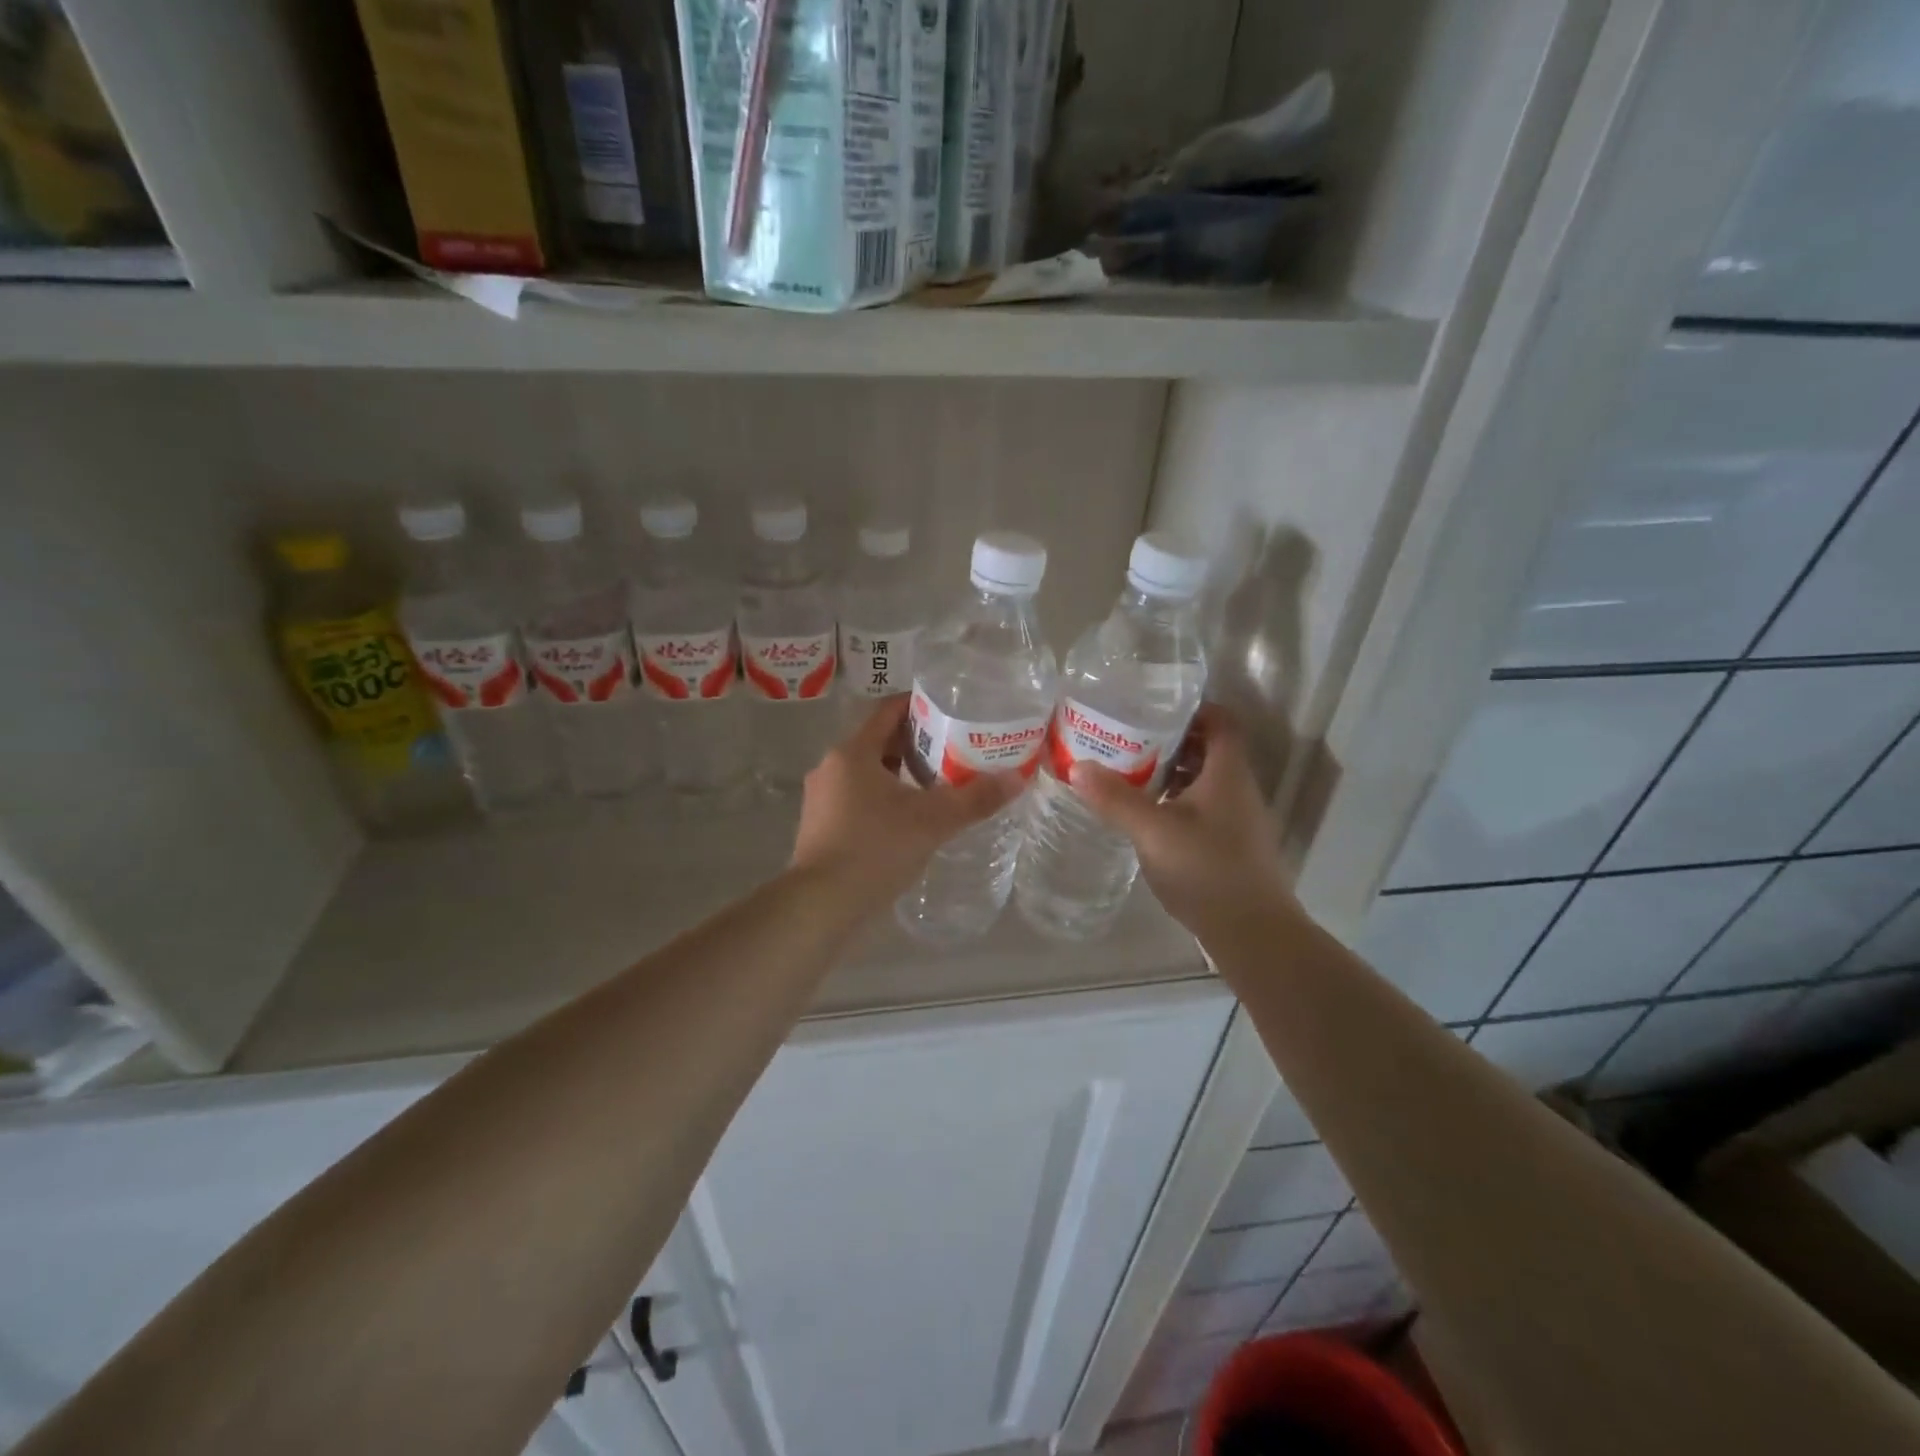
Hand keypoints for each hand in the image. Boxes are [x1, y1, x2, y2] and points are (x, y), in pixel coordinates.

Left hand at [790, 698, 1023, 907]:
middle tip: (954, 749)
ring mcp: (822, 798)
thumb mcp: (933, 821)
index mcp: (853, 752)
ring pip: (868, 772)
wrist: (821, 904)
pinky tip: (908, 818)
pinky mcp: (820, 825)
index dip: (919, 704)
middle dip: (917, 743)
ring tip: (937, 784)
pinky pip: (857, 798)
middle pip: (879, 741)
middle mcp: (832, 767)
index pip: (888, 710)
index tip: (950, 709)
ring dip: (900, 773)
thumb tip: (1017, 779)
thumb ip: (976, 798)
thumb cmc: (875, 849)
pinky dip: (884, 798)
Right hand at [1068, 704, 1293, 935]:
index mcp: (1227, 773)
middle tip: (1128, 737)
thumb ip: (1116, 798)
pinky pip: (1202, 807)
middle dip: (1171, 739)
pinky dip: (1175, 800)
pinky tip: (1146, 815)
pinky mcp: (1230, 844)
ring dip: (1171, 772)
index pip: (1221, 721)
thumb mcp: (1153, 831)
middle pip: (1209, 748)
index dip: (1192, 708)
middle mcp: (1238, 789)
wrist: (1252, 933)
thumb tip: (1077, 766)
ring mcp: (1237, 819)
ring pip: (1204, 780)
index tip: (1152, 707)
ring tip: (1128, 771)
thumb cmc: (1206, 870)